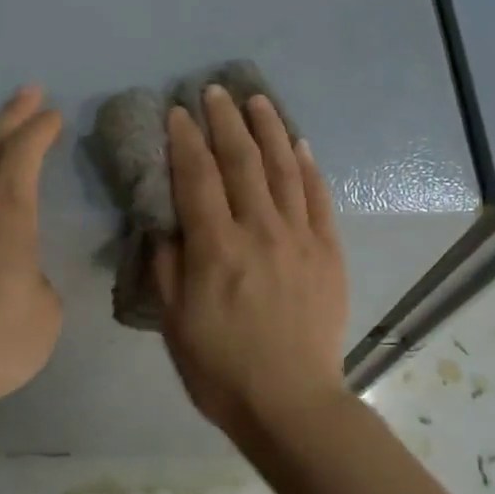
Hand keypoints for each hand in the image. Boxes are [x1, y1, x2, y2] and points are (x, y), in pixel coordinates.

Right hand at [154, 84, 348, 441]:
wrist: (291, 402)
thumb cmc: (221, 369)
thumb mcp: (174, 322)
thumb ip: (167, 265)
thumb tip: (165, 221)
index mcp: (216, 248)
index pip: (197, 176)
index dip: (185, 139)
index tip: (178, 112)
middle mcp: (259, 230)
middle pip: (242, 161)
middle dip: (226, 120)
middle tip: (215, 90)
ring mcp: (300, 238)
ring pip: (284, 169)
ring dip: (269, 129)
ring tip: (257, 100)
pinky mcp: (329, 252)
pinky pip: (318, 198)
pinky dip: (308, 167)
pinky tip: (300, 145)